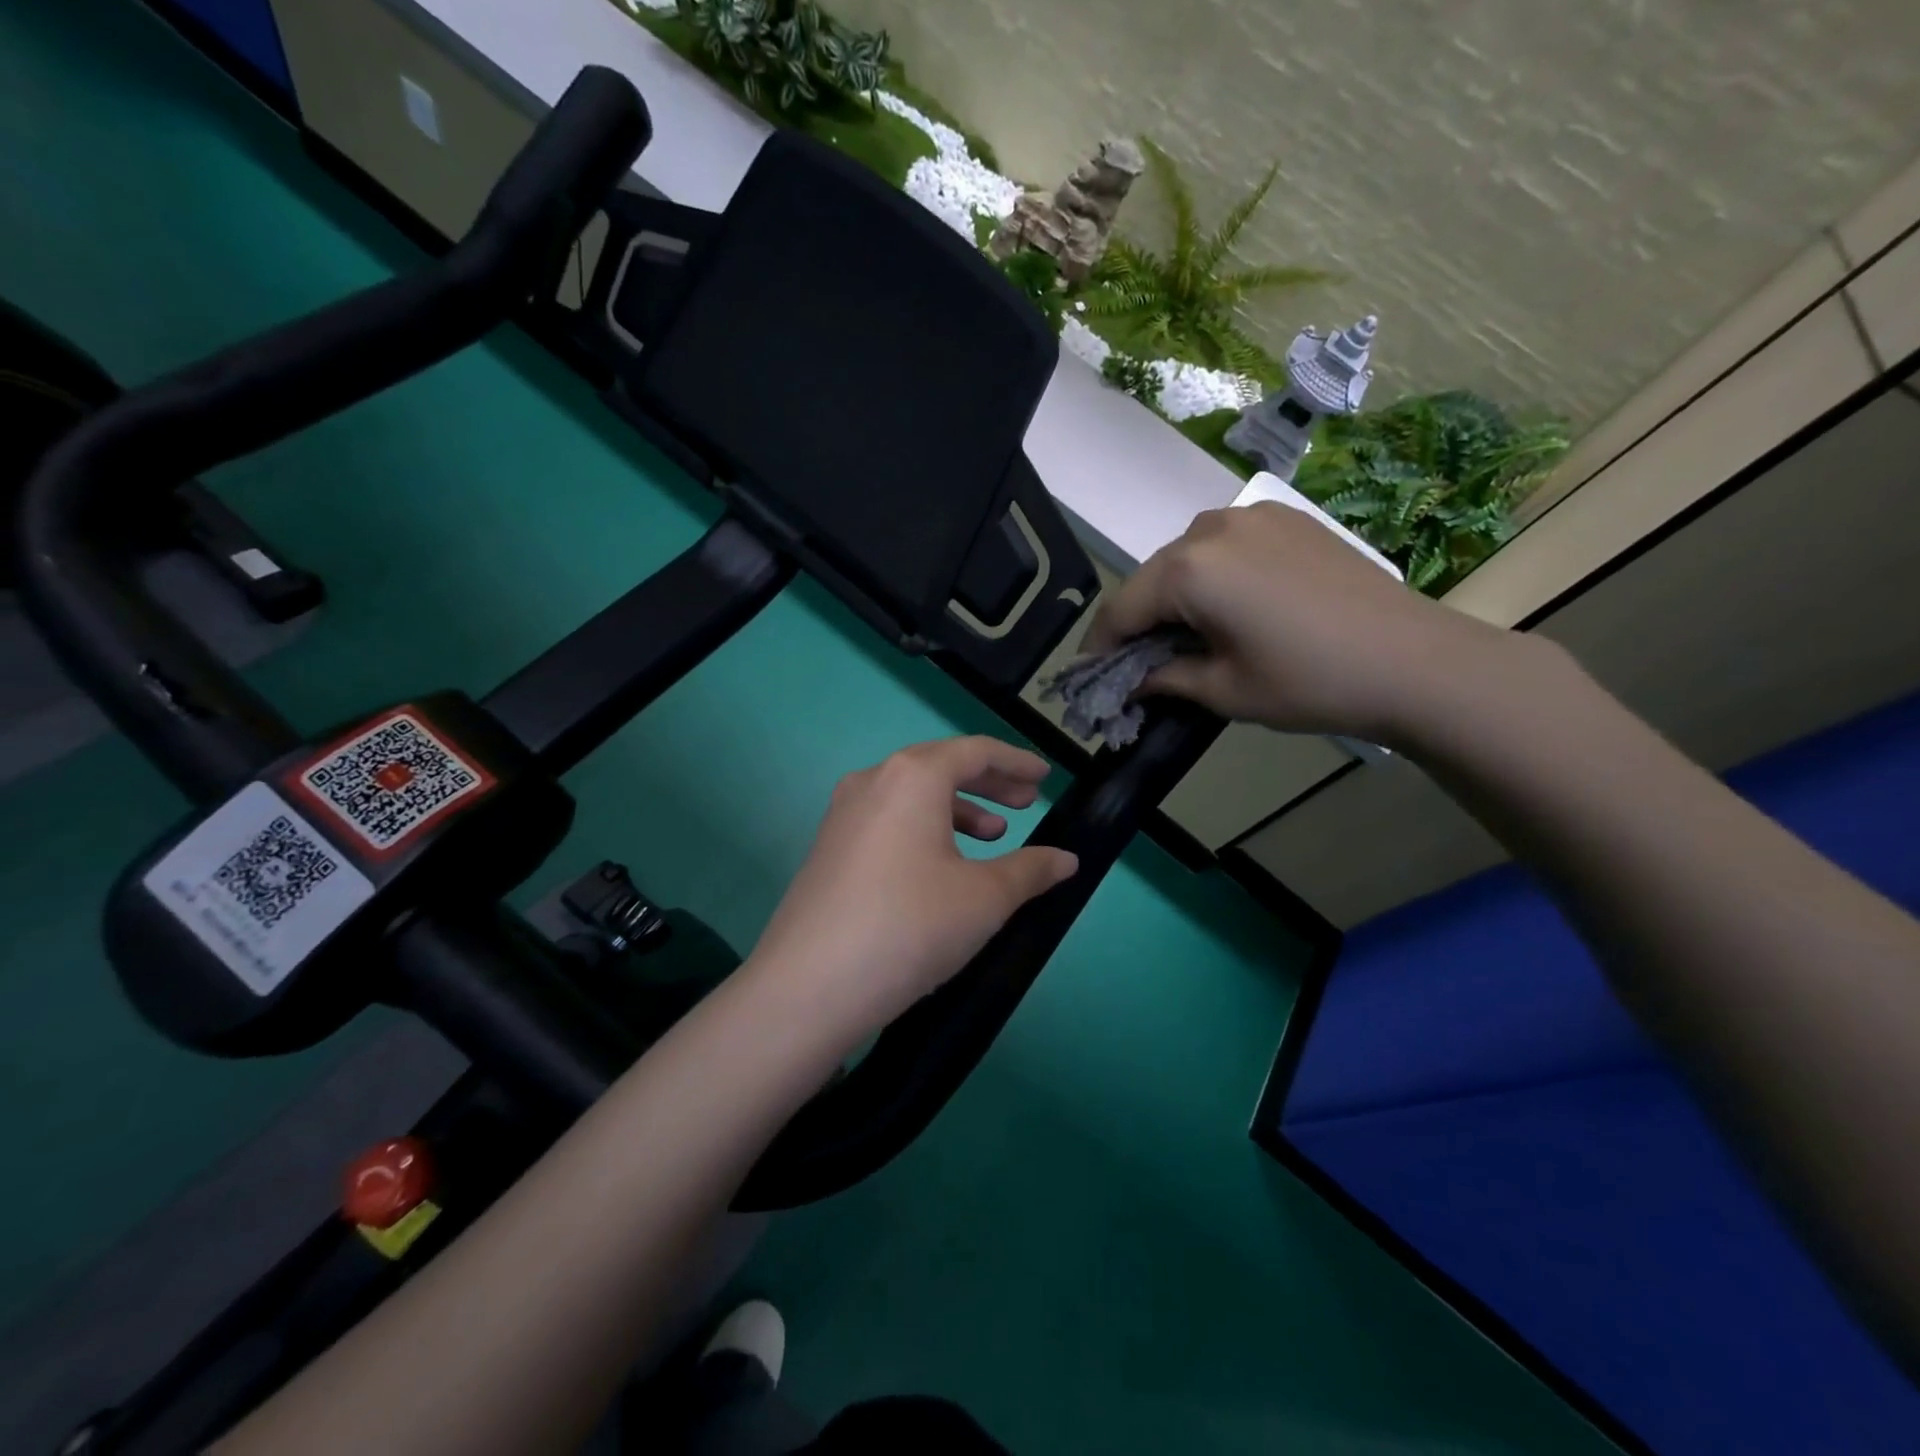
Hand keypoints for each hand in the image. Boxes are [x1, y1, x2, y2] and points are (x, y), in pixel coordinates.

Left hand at [748, 737, 1078, 1030]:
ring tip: (992, 836)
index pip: (975, 751)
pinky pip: (888, 820)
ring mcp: (843, 814)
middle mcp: (873, 781)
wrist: (810, 985)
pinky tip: (943, 866)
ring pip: (912, 795)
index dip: (1015, 762)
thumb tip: (1067, 860)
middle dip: (988, 783)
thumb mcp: (985, 898)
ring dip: (957, 808)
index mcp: (912, 776)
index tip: (1043, 777)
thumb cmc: (911, 926)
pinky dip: (924, 829)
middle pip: (941, 767)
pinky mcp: (828, 848)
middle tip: (1025, 804)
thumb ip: (1031, 870)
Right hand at [1083, 501, 1522, 748]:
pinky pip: (1224, 546)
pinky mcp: (1286, 518)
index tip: (1090, 675)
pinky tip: (1226, 607)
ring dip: (1173, 595)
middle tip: (1136, 662)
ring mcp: (1253, 516)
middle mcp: (1211, 528)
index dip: (1100, 646)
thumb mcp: (1223, 691)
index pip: (1122, 609)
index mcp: (1189, 569)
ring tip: (1183, 635)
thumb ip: (1163, 678)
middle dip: (1137, 621)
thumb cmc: (1309, 682)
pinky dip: (1210, 576)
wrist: (1414, 660)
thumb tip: (1131, 680)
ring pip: (1186, 558)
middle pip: (1152, 578)